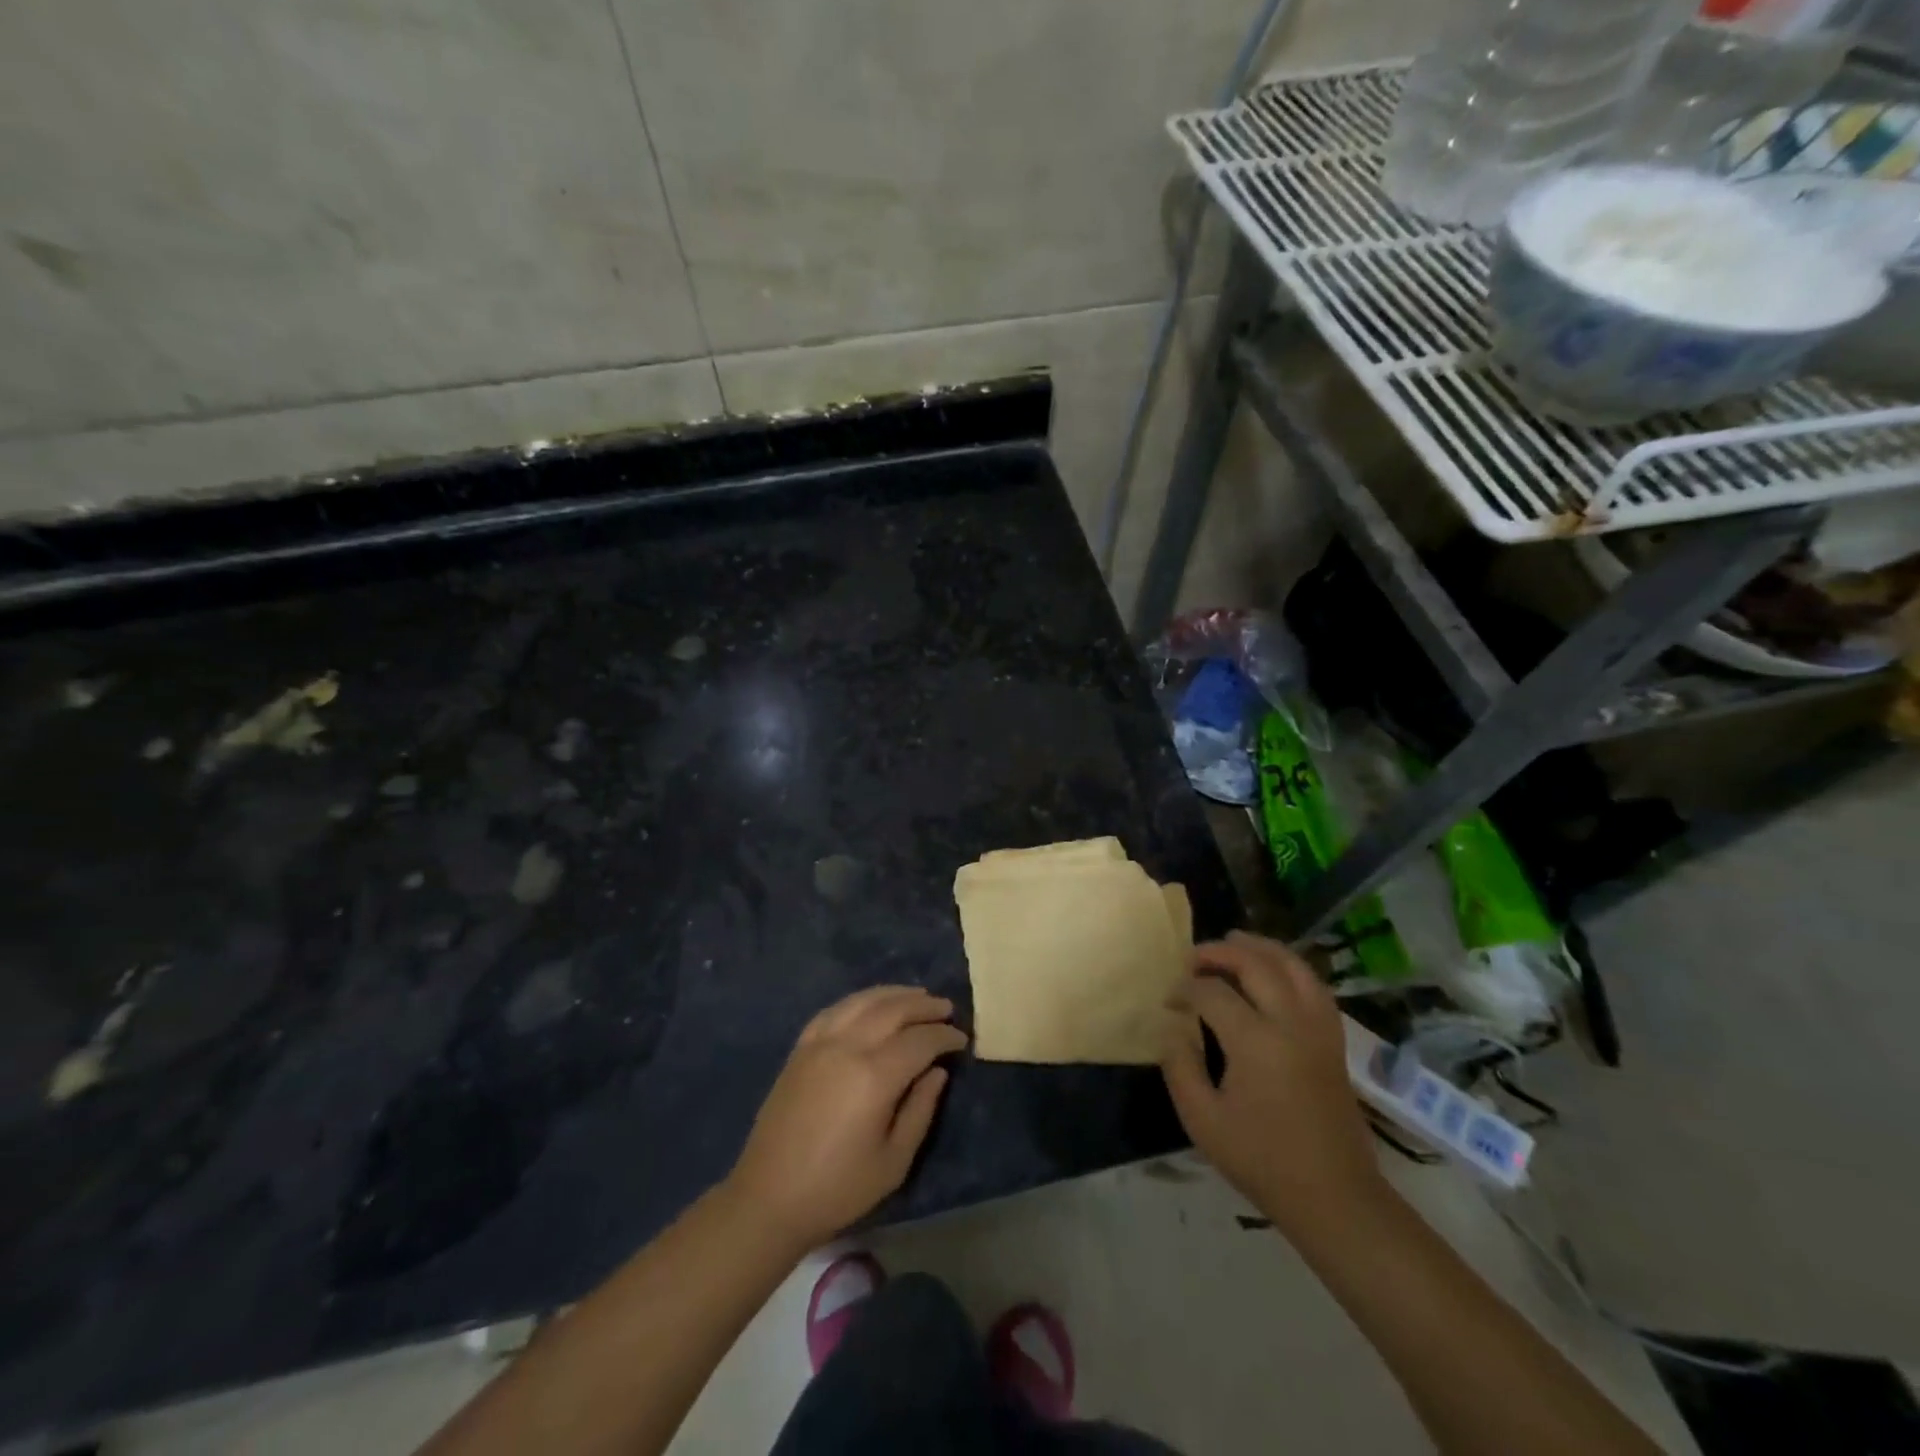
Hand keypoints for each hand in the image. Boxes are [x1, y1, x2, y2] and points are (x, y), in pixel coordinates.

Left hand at [726, 986, 966, 1249]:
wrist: (769, 1198)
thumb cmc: (838, 1188)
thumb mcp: (893, 1161)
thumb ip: (920, 1109)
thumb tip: (937, 1071)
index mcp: (874, 1076)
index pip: (920, 1040)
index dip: (945, 1036)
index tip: (962, 1039)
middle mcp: (848, 1047)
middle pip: (893, 1009)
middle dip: (924, 1006)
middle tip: (946, 1008)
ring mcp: (820, 1042)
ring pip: (864, 1001)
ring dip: (894, 994)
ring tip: (917, 996)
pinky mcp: (801, 1047)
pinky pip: (835, 1009)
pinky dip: (860, 1000)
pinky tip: (872, 1004)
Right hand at [1162, 933, 1384, 1233]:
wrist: (1334, 1197)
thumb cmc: (1262, 1161)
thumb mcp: (1203, 1120)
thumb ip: (1180, 1066)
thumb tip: (1172, 1026)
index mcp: (1256, 1042)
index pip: (1212, 992)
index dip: (1184, 989)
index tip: (1168, 1002)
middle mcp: (1290, 1022)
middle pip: (1255, 963)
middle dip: (1219, 952)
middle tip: (1192, 958)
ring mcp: (1318, 1028)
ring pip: (1292, 964)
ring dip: (1260, 947)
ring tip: (1233, 942)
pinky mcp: (1334, 1039)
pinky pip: (1314, 984)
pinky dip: (1290, 966)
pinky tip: (1273, 970)